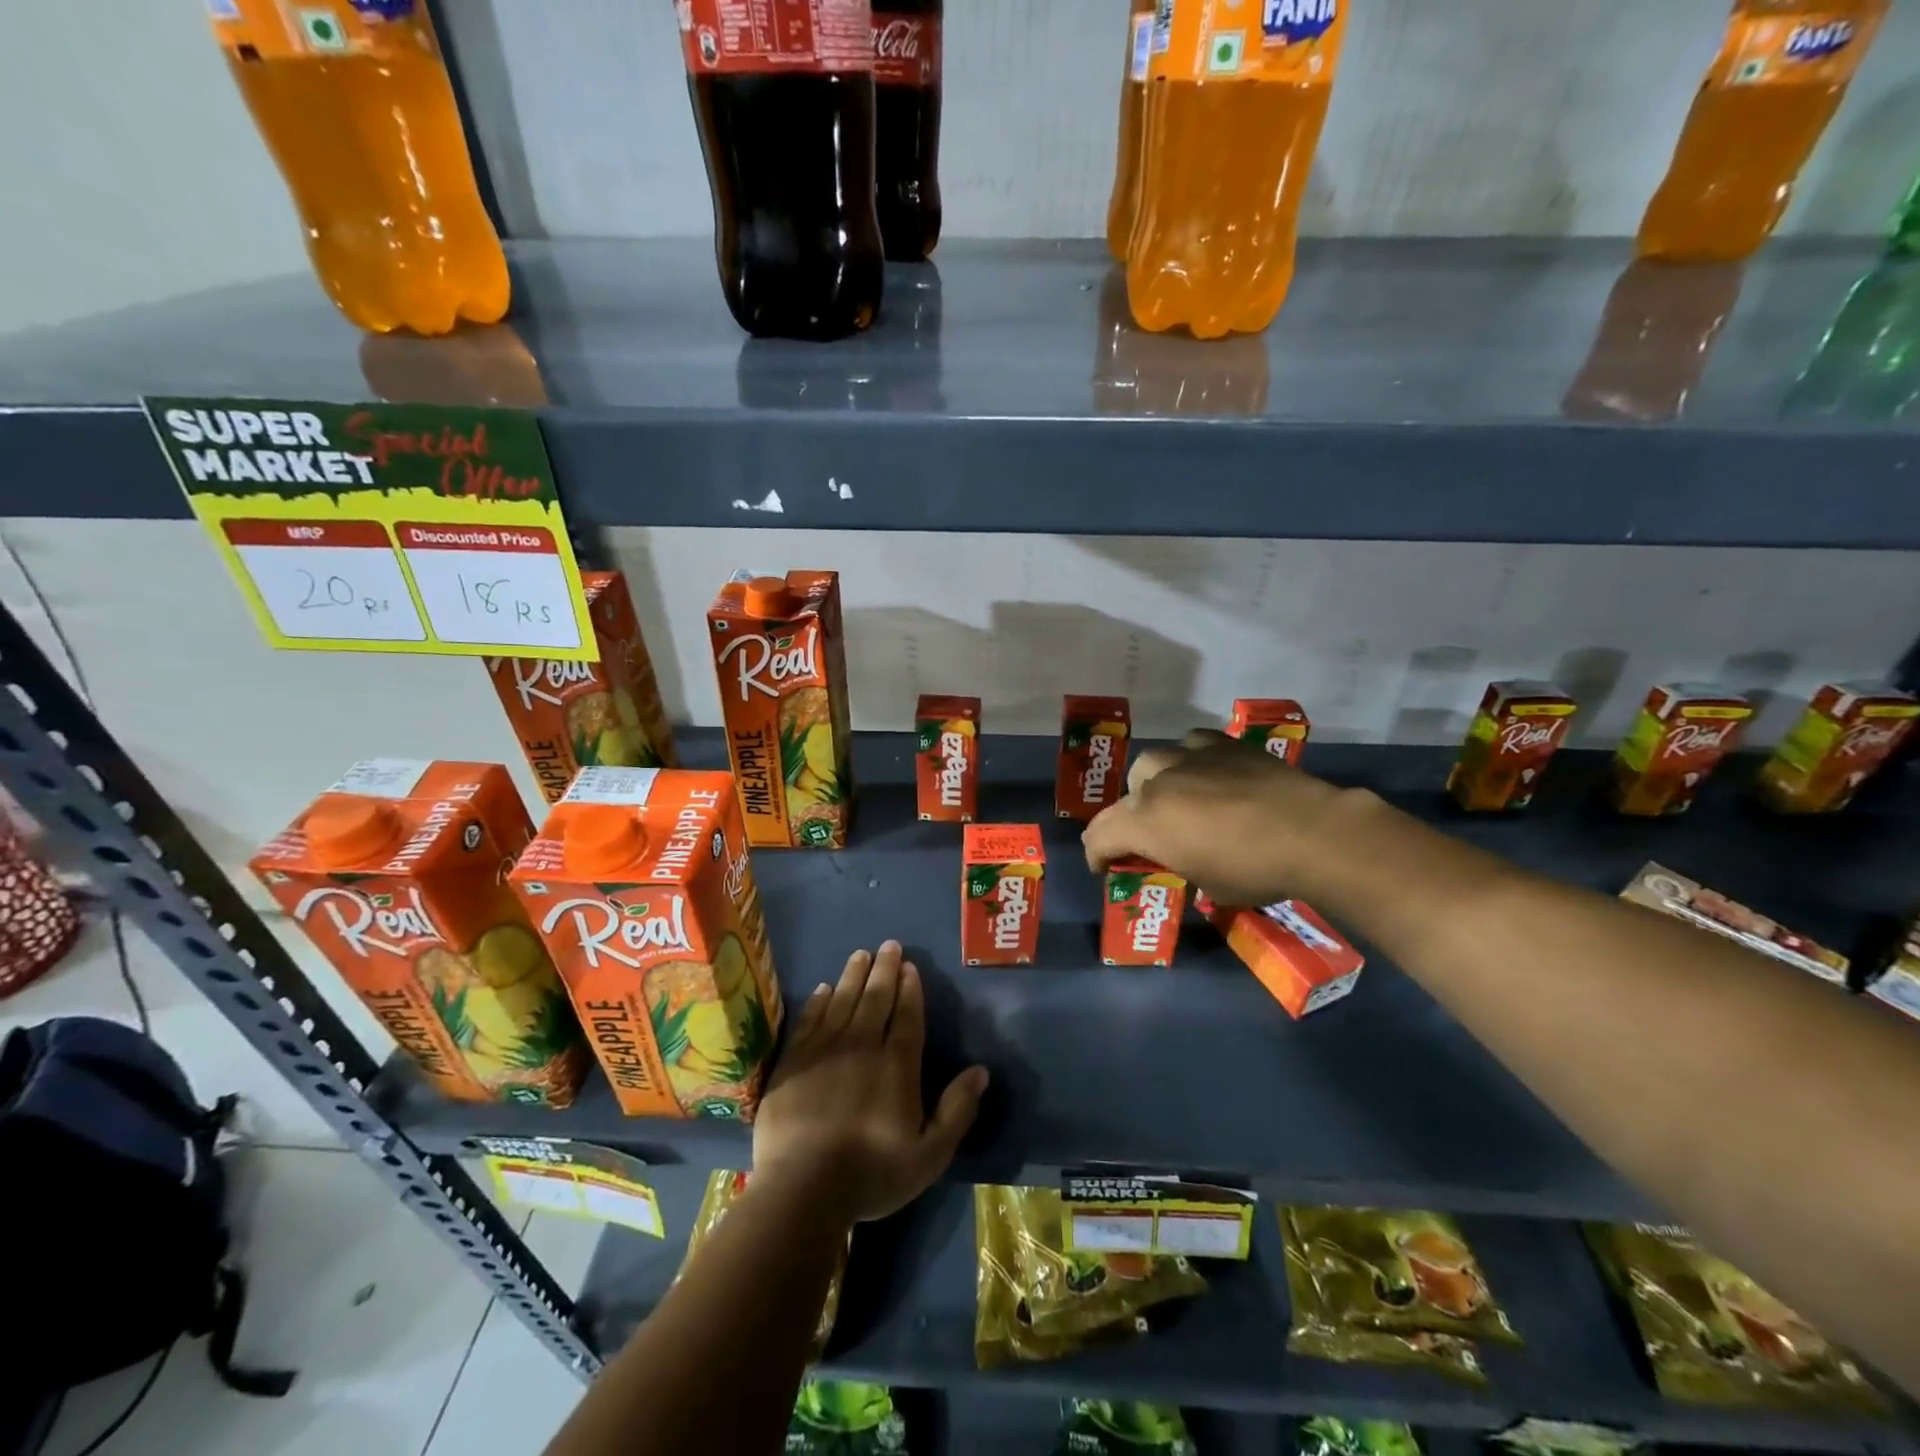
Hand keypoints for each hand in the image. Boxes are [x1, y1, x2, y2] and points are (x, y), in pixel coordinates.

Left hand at [753, 941, 988, 1223]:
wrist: (802, 1189)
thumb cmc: (872, 1174)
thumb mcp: (930, 1154)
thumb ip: (957, 1109)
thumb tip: (981, 1070)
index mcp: (897, 1065)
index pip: (907, 1016)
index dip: (910, 989)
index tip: (910, 966)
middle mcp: (862, 1046)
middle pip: (875, 999)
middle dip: (884, 970)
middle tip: (889, 944)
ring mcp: (824, 1050)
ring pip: (842, 1000)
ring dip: (853, 975)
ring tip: (860, 954)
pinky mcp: (793, 1061)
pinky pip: (809, 1020)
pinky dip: (817, 1001)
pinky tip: (822, 988)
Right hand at [1082, 729, 1349, 904]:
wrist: (1312, 832)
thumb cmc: (1255, 870)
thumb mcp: (1206, 884)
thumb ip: (1177, 864)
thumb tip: (1181, 859)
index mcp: (1145, 822)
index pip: (1099, 835)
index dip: (1097, 855)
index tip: (1106, 869)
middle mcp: (1157, 782)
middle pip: (1126, 796)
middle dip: (1130, 818)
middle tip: (1152, 837)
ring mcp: (1189, 757)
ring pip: (1153, 763)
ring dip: (1156, 784)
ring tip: (1178, 800)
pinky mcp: (1222, 744)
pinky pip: (1191, 746)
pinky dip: (1191, 761)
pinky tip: (1208, 774)